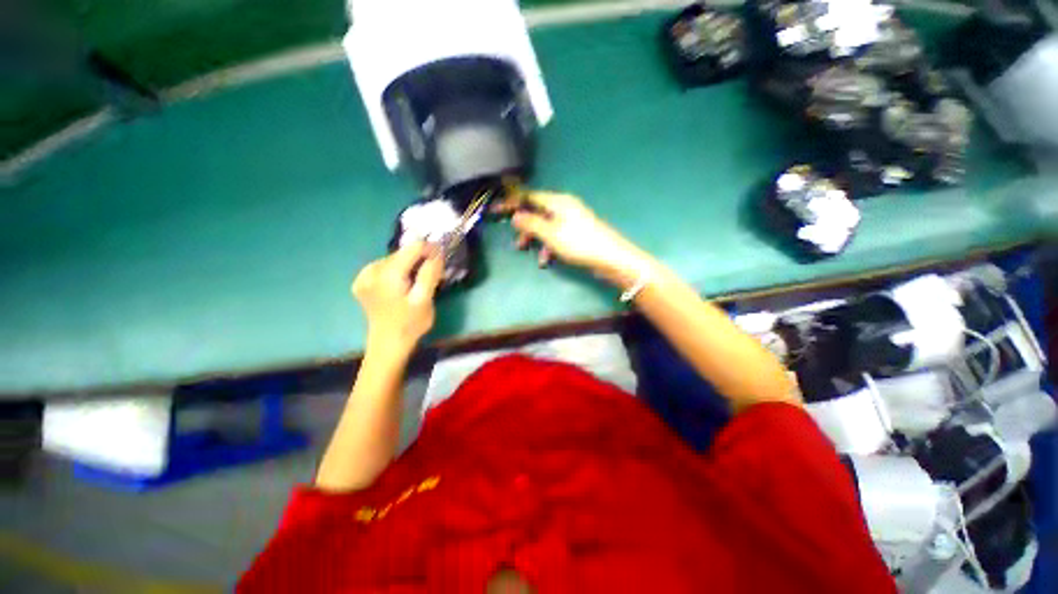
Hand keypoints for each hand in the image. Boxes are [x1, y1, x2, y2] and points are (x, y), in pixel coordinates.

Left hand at [351, 243, 443, 356]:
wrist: (388, 345)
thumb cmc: (410, 324)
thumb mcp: (425, 299)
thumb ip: (430, 273)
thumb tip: (437, 252)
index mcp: (388, 274)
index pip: (412, 248)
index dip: (430, 249)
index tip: (441, 259)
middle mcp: (371, 270)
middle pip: (402, 253)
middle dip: (419, 259)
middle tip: (433, 273)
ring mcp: (363, 277)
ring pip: (393, 260)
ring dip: (408, 265)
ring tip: (418, 280)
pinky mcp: (361, 283)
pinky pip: (383, 268)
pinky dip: (396, 271)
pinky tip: (401, 283)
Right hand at [500, 191, 647, 285]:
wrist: (610, 257)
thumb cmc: (579, 243)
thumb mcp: (551, 234)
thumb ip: (531, 224)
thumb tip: (515, 215)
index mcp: (558, 202)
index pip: (530, 196)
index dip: (513, 202)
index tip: (497, 209)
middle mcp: (564, 207)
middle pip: (537, 212)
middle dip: (525, 227)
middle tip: (517, 242)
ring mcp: (572, 220)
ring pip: (546, 226)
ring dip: (536, 239)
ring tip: (529, 252)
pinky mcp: (577, 233)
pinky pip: (556, 236)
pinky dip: (549, 246)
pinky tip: (547, 259)